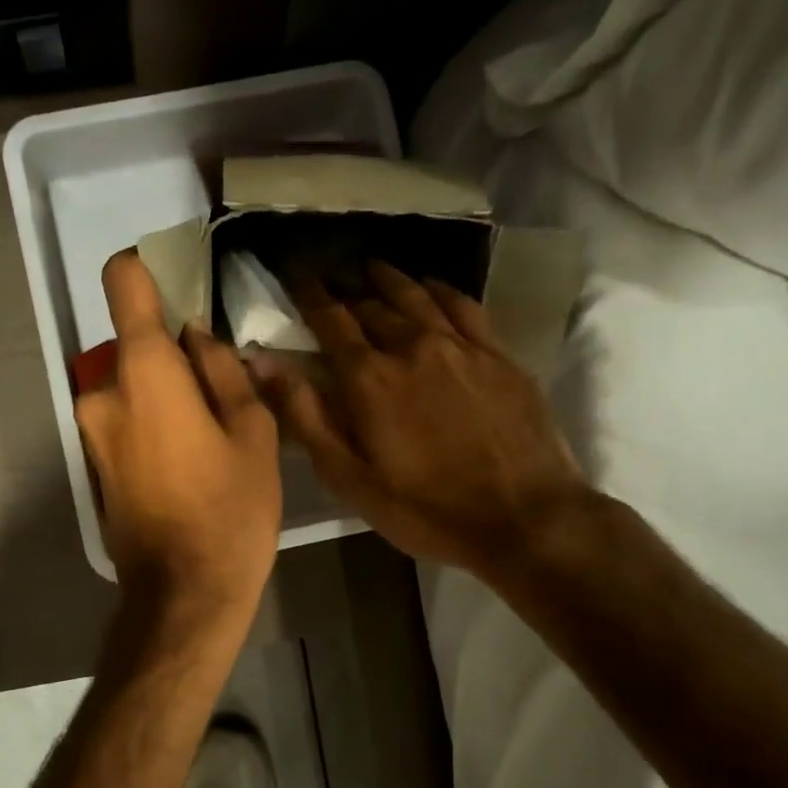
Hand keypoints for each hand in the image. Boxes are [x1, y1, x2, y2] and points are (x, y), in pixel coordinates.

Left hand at [75, 250, 282, 625]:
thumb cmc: (230, 510)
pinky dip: (153, 421)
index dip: (148, 268)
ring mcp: (91, 432)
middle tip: (223, 387)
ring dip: (167, 392)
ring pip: (132, 385)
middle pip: (136, 344)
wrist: (183, 594)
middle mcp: (102, 392)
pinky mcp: (94, 464)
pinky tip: (190, 459)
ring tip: (214, 431)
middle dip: (175, 354)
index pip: (123, 283)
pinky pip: (125, 419)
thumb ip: (223, 370)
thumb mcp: (252, 432)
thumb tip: (198, 338)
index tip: (180, 280)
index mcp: (143, 372)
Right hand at [252, 262, 587, 579]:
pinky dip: (440, 290)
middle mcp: (412, 346)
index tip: (296, 277)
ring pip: (417, 296)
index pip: (330, 319)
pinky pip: (463, 305)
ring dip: (389, 280)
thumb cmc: (425, 509)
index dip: (309, 295)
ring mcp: (461, 346)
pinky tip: (432, 288)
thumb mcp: (349, 477)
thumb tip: (263, 362)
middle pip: (372, 305)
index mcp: (369, 378)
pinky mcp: (499, 355)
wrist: (524, 517)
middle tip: (332, 285)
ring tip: (373, 269)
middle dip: (346, 291)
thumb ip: (305, 416)